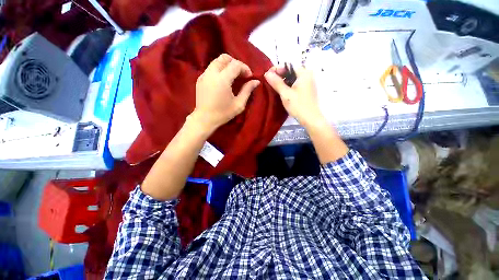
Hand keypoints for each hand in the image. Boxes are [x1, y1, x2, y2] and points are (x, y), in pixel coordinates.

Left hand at [192, 54, 259, 132]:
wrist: (204, 119)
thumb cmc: (223, 113)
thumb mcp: (239, 104)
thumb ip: (247, 90)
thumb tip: (256, 81)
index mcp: (222, 79)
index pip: (235, 64)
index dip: (244, 68)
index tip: (249, 76)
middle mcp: (211, 73)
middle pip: (224, 57)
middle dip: (235, 63)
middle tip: (241, 74)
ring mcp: (204, 75)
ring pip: (217, 61)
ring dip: (227, 65)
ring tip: (233, 76)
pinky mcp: (200, 79)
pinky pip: (211, 68)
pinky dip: (220, 70)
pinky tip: (224, 81)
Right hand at [264, 66, 324, 127]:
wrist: (310, 119)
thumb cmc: (298, 105)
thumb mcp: (285, 94)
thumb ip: (276, 82)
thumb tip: (267, 73)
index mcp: (304, 73)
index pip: (288, 66)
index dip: (276, 70)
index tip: (267, 75)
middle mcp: (308, 75)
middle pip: (290, 72)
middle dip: (279, 76)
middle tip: (269, 82)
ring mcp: (308, 83)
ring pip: (292, 79)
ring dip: (283, 81)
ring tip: (273, 86)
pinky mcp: (307, 90)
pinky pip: (295, 84)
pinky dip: (288, 86)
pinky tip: (281, 91)